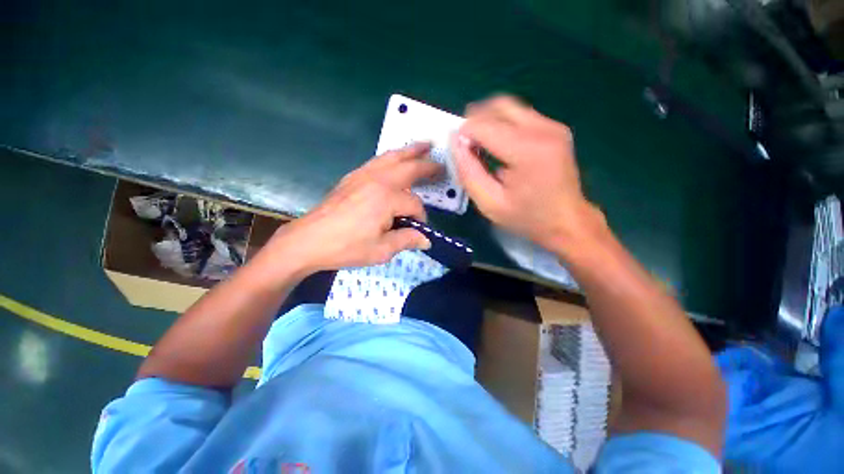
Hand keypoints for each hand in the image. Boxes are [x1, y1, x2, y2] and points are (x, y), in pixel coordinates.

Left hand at [266, 143, 442, 274]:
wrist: (309, 240)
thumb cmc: (346, 247)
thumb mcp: (381, 250)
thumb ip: (407, 240)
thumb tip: (426, 240)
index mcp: (386, 198)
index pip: (414, 204)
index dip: (420, 217)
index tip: (418, 229)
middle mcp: (377, 180)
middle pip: (409, 168)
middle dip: (427, 166)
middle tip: (441, 164)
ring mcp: (363, 175)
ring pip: (392, 157)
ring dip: (410, 151)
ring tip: (424, 145)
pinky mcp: (352, 177)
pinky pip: (377, 161)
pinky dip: (391, 157)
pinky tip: (395, 160)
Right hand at [452, 95, 604, 254]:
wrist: (567, 221)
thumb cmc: (526, 217)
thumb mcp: (489, 203)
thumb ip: (468, 172)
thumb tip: (454, 142)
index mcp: (527, 151)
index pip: (484, 125)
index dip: (465, 134)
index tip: (460, 152)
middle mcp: (543, 129)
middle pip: (498, 106)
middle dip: (475, 121)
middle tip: (467, 145)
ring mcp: (553, 126)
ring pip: (509, 107)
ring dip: (489, 121)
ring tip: (481, 145)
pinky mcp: (555, 128)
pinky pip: (520, 115)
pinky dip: (503, 125)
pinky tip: (499, 146)